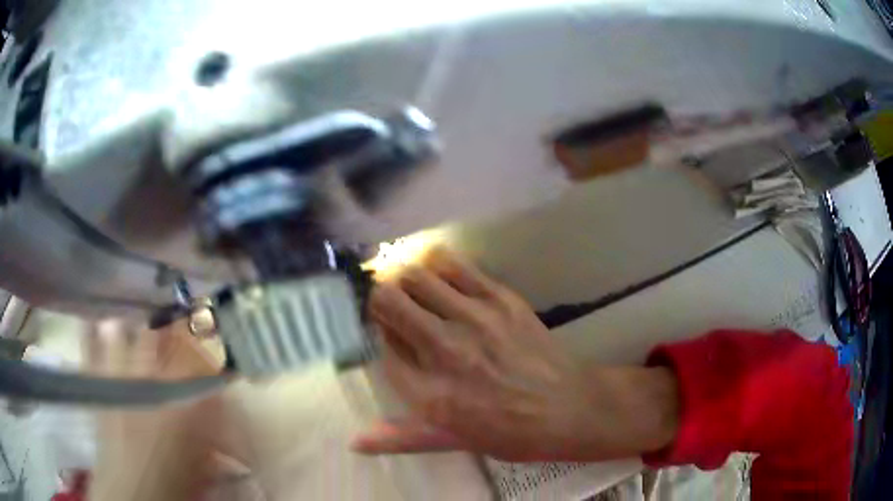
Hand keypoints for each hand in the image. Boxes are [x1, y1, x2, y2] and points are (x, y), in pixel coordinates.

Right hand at [352, 248, 678, 461]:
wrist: (568, 408)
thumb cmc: (510, 433)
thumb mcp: (452, 441)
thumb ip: (400, 438)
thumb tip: (355, 441)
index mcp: (429, 393)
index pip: (381, 347)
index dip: (379, 336)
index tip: (386, 335)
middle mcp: (444, 349)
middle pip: (389, 302)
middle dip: (381, 300)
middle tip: (390, 305)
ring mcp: (474, 318)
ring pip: (416, 276)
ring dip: (405, 279)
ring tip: (412, 289)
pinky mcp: (500, 298)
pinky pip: (454, 265)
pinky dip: (436, 264)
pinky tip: (438, 275)